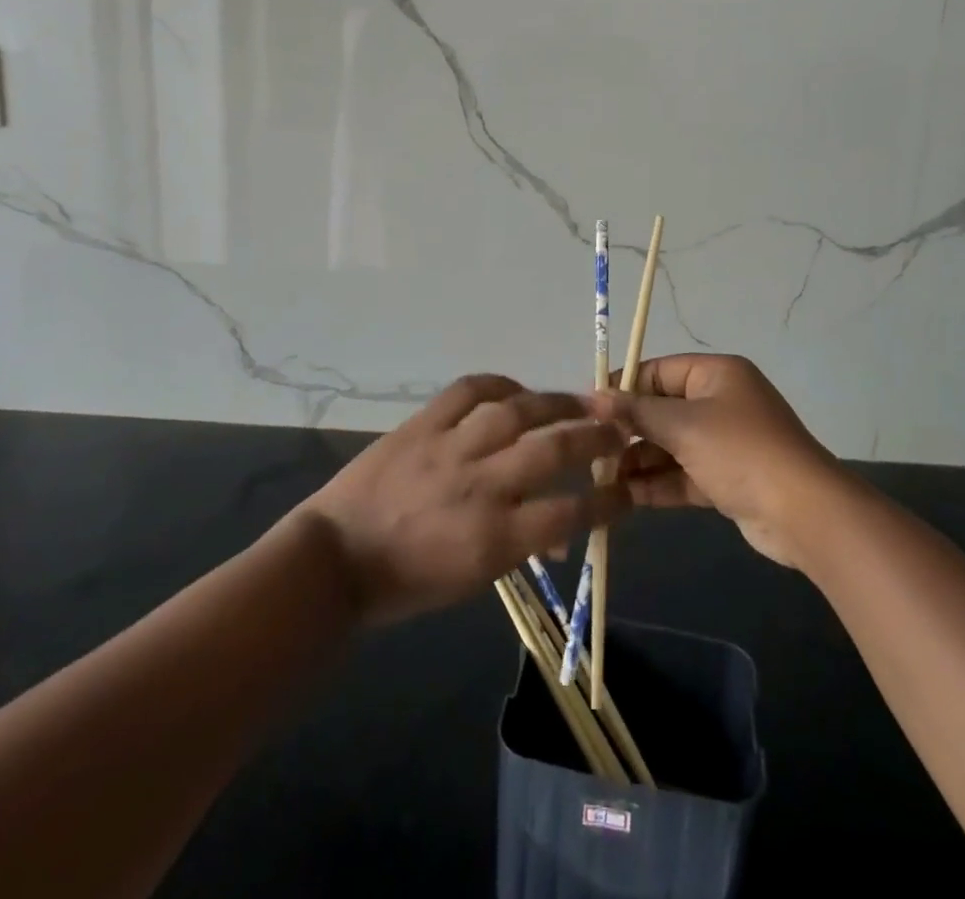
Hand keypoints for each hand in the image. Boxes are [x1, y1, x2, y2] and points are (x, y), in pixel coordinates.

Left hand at [299, 375, 628, 625]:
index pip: (570, 513)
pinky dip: (498, 383)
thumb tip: (558, 530)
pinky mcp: (423, 424)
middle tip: (619, 429)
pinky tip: (516, 389)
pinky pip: (468, 389)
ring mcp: (450, 448)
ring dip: (557, 403)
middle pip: (553, 451)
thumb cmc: (409, 581)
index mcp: (495, 538)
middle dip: (595, 438)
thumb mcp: (474, 579)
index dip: (607, 501)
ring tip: (581, 399)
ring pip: (517, 411)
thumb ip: (520, 546)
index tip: (627, 490)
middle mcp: (481, 486)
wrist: (338, 558)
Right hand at [590, 355, 840, 568]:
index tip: (588, 408)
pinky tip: (624, 496)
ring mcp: (724, 442)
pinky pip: (683, 474)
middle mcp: (720, 402)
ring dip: (639, 460)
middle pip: (662, 410)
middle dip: (628, 431)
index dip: (623, 387)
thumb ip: (637, 412)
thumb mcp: (684, 426)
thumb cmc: (740, 451)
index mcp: (715, 375)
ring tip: (600, 477)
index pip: (658, 371)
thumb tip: (594, 397)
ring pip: (670, 445)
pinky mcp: (726, 478)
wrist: (803, 514)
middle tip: (590, 449)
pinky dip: (657, 482)